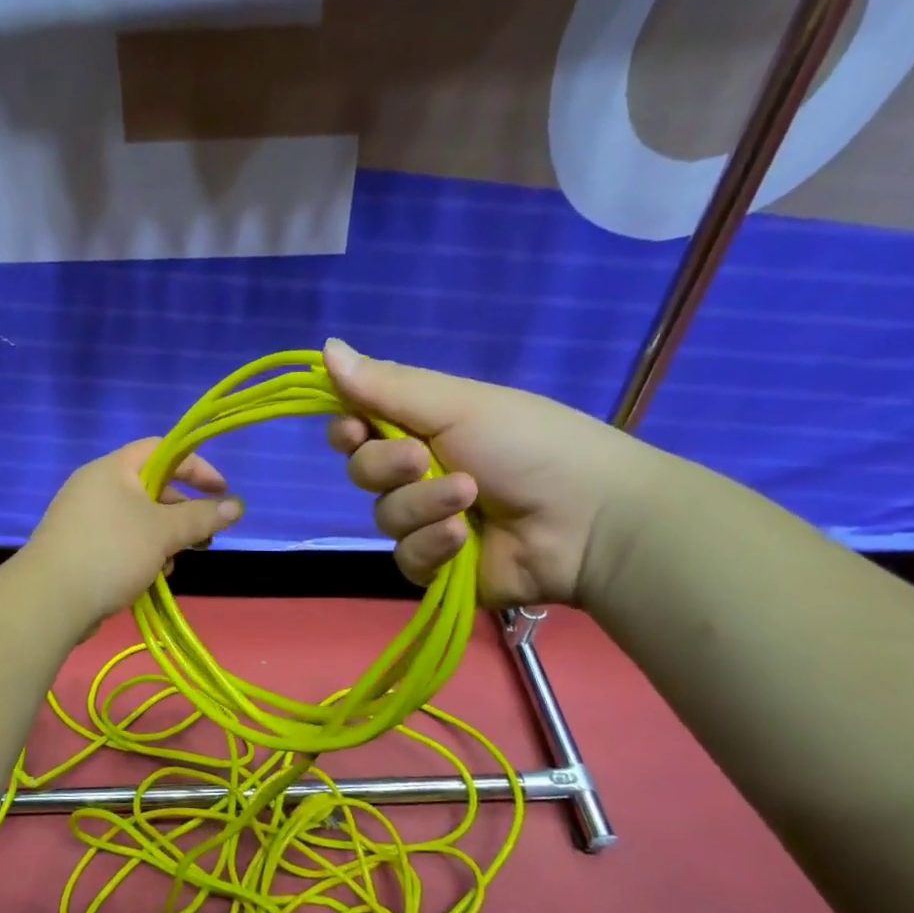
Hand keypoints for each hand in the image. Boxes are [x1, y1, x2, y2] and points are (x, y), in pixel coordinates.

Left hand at [23, 439, 244, 631]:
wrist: (51, 599)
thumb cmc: (112, 552)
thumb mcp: (164, 532)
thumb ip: (202, 517)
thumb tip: (237, 505)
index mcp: (113, 469)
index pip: (162, 449)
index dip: (196, 466)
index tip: (221, 491)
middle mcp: (96, 486)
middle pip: (152, 487)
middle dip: (182, 513)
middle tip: (203, 538)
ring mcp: (84, 517)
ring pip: (138, 520)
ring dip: (163, 540)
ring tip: (171, 564)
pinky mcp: (79, 547)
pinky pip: (121, 541)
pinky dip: (141, 554)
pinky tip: (148, 578)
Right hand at [323, 338, 661, 609]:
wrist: (589, 519)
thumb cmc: (527, 444)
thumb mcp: (456, 404)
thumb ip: (386, 385)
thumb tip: (324, 346)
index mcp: (422, 427)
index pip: (357, 427)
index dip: (346, 430)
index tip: (354, 429)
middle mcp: (418, 473)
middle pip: (361, 471)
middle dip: (386, 467)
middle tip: (422, 459)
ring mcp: (426, 521)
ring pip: (383, 516)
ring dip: (422, 506)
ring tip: (470, 498)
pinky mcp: (437, 566)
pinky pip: (405, 558)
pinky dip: (432, 546)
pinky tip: (464, 540)